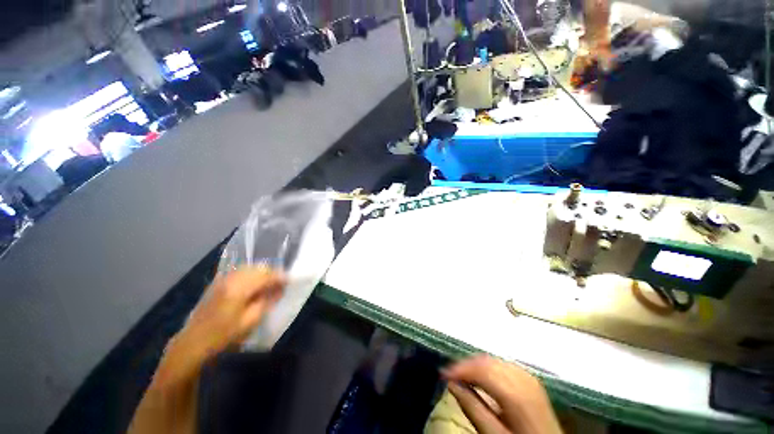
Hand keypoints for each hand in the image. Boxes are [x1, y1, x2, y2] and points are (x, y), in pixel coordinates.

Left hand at [155, 266, 285, 386]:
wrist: (193, 343)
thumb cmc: (223, 336)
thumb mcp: (250, 322)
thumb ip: (267, 302)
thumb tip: (280, 289)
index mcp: (240, 289)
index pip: (266, 275)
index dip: (280, 276)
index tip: (290, 281)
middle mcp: (231, 279)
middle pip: (258, 267)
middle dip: (272, 273)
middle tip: (280, 283)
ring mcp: (223, 279)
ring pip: (249, 267)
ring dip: (262, 272)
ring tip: (268, 283)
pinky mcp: (217, 282)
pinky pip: (239, 271)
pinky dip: (250, 273)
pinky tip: (253, 283)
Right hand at [443, 355, 561, 433]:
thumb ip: (472, 408)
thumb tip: (451, 384)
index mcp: (515, 394)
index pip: (481, 370)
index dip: (460, 369)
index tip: (443, 374)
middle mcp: (522, 378)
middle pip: (487, 362)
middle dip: (465, 365)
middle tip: (448, 374)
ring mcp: (528, 376)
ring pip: (494, 359)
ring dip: (475, 364)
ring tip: (461, 374)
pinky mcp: (529, 377)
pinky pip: (502, 363)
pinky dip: (487, 365)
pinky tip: (480, 374)